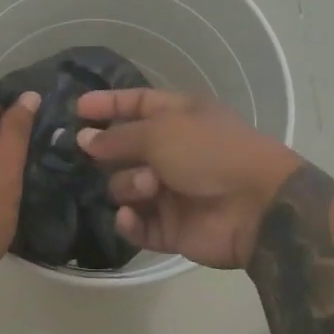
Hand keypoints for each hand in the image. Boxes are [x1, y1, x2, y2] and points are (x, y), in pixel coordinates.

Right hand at [75, 89, 301, 269]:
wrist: (256, 206)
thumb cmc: (210, 152)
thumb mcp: (161, 131)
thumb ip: (118, 137)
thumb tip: (85, 139)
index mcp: (178, 117)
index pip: (136, 104)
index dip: (107, 104)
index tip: (76, 109)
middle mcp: (172, 151)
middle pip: (122, 149)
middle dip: (109, 152)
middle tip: (94, 154)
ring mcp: (169, 191)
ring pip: (124, 187)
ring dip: (130, 185)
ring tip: (150, 186)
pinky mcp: (169, 228)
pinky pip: (136, 224)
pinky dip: (130, 221)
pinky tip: (132, 216)